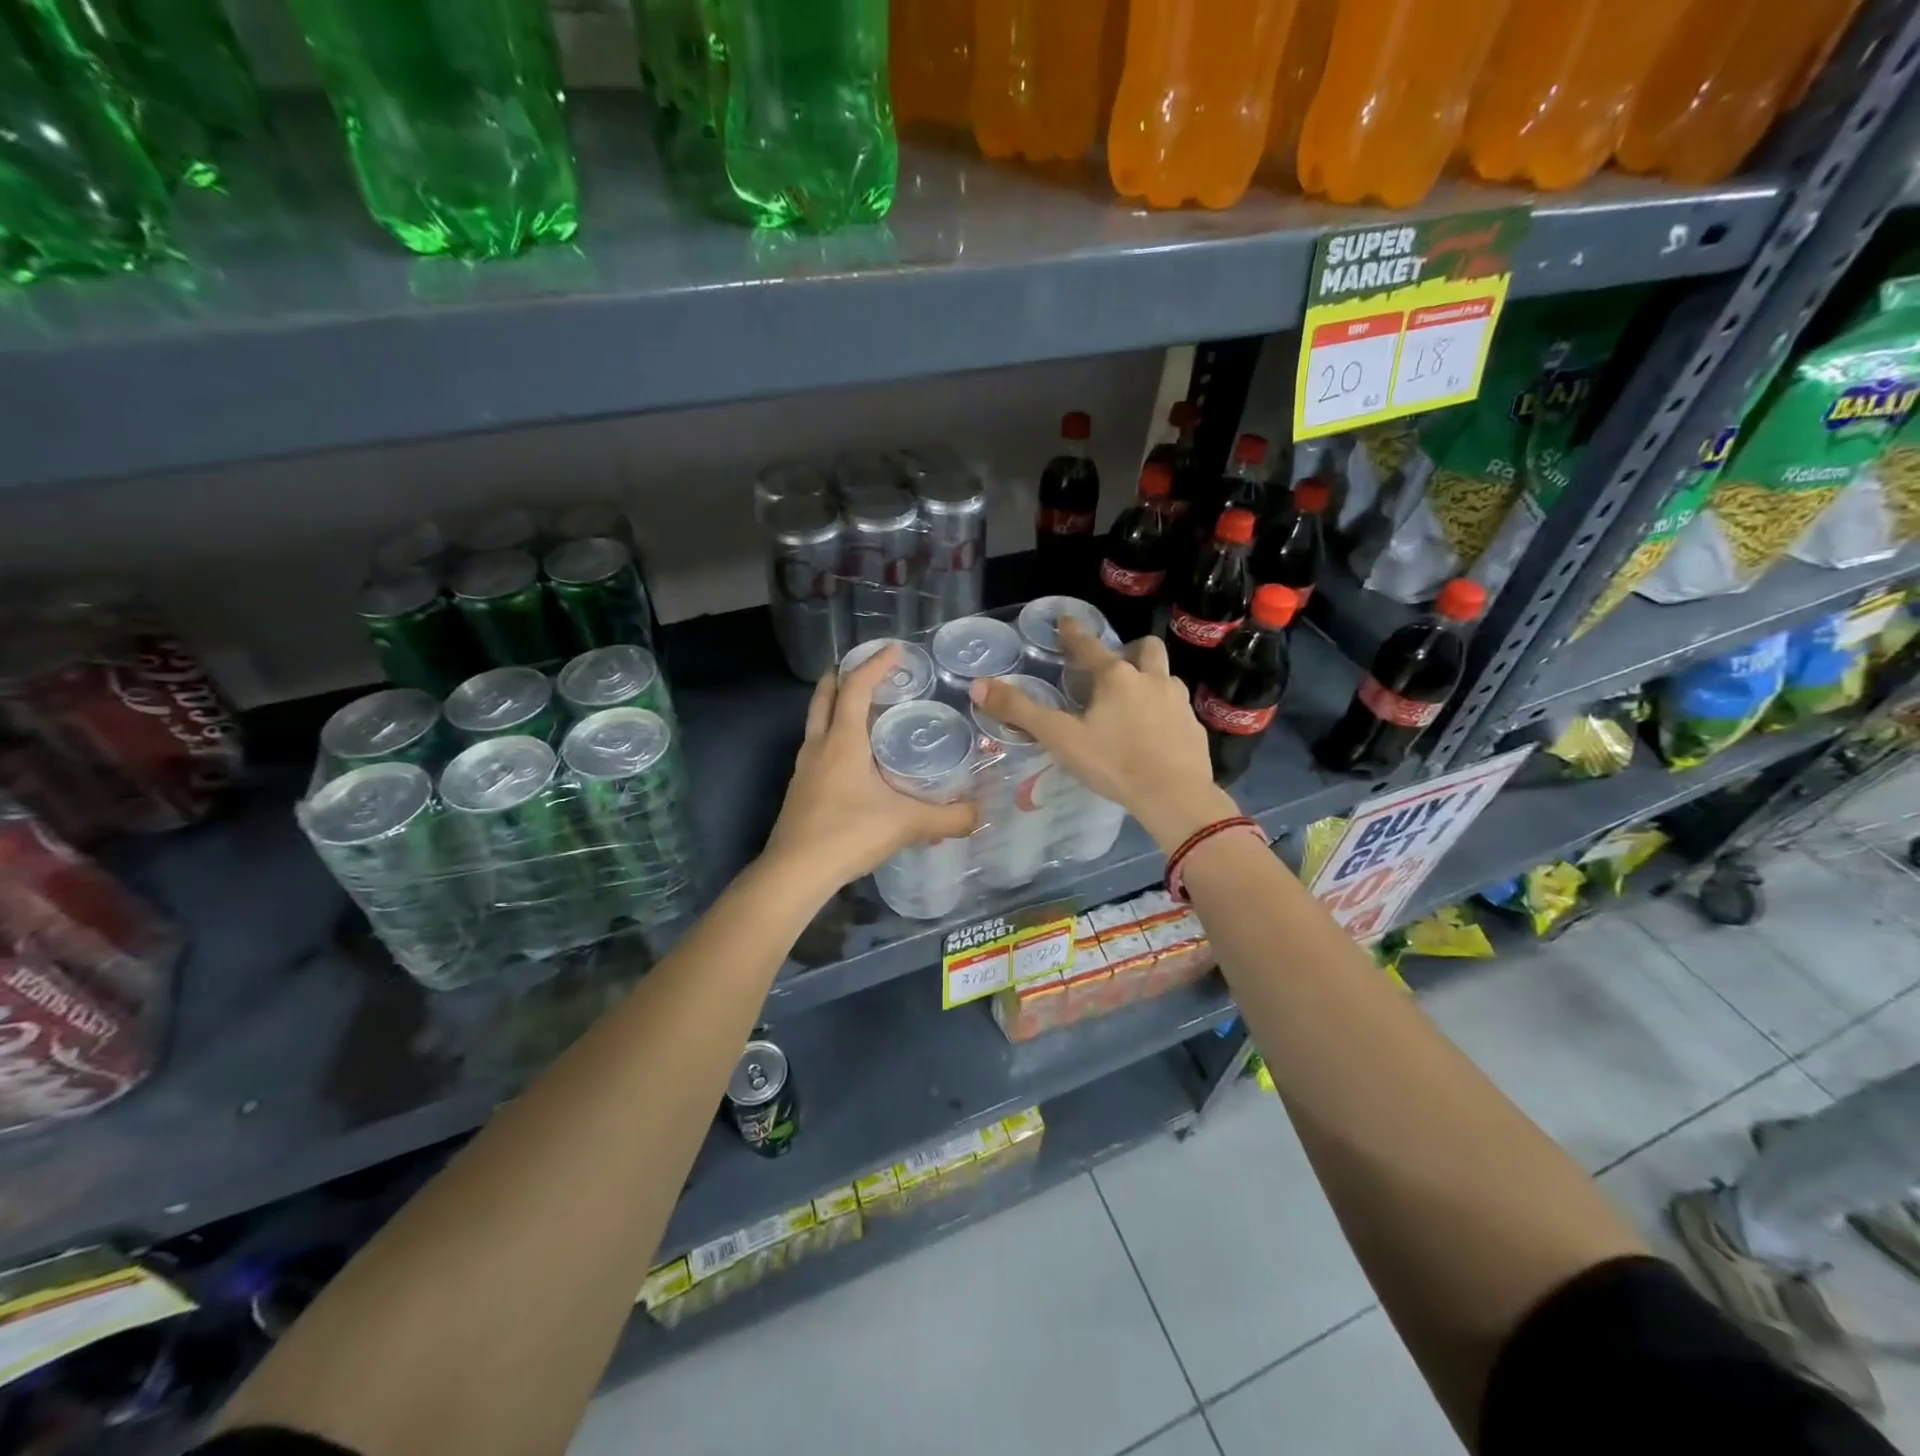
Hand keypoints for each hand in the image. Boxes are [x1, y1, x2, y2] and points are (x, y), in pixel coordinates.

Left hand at [763, 646, 977, 893]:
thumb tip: (980, 814)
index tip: (894, 650)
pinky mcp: (800, 790)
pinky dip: (833, 736)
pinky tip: (852, 758)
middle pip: (824, 696)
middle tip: (866, 669)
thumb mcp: (906, 824)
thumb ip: (948, 818)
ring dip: (834, 706)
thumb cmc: (848, 834)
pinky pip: (816, 748)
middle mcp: (819, 746)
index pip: (855, 688)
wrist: (794, 873)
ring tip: (862, 708)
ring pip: (816, 722)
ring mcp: (804, 768)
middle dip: (842, 675)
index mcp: (843, 741)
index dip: (874, 665)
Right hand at [969, 620, 1237, 851]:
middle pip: (1145, 649)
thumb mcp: (1060, 737)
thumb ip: (1021, 711)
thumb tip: (979, 685)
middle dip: (1130, 650)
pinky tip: (1154, 734)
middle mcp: (1151, 679)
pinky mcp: (1194, 727)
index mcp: (1116, 677)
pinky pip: (1178, 709)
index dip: (1073, 633)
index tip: (1066, 621)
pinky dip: (1164, 712)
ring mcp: (1178, 702)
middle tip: (1114, 667)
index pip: (1089, 645)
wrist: (1174, 796)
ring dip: (1150, 680)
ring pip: (1165, 677)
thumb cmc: (1113, 763)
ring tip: (1133, 702)